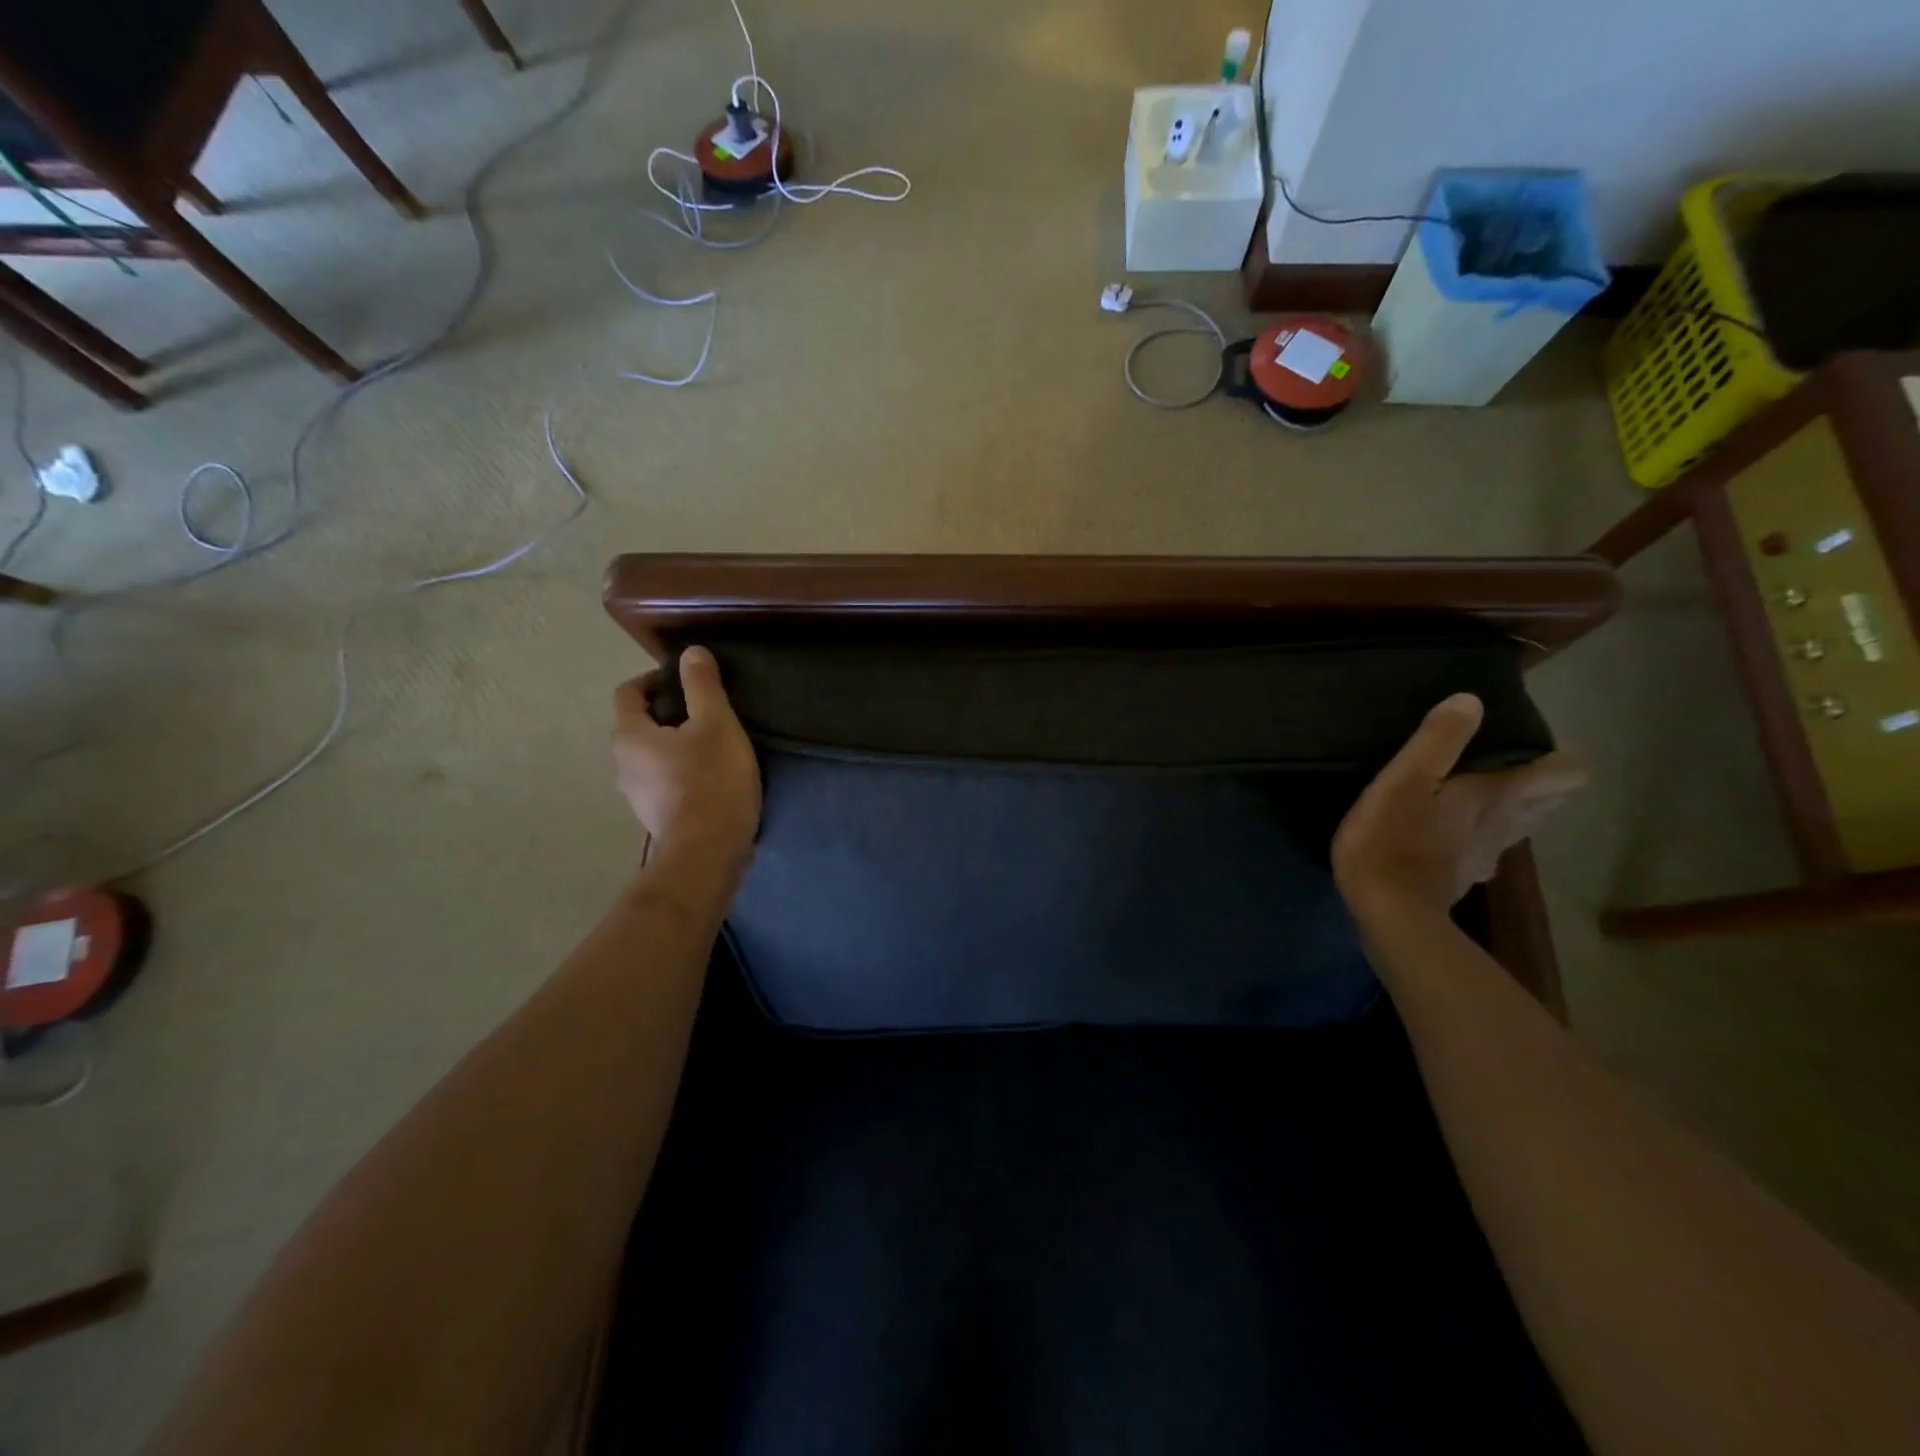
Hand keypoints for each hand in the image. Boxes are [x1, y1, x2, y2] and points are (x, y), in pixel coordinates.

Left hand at [612, 647, 760, 860]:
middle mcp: (622, 764)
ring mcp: (636, 794)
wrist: (708, 852)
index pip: (629, 693)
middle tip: (707, 712)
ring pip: (652, 755)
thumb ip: (702, 686)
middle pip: (639, 725)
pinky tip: (711, 777)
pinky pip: (663, 780)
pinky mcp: (655, 816)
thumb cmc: (711, 780)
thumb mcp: (716, 724)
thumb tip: (691, 652)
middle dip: (669, 713)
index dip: (654, 678)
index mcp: (630, 736)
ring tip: (713, 744)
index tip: (687, 680)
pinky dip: (681, 771)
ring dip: (676, 744)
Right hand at [1332, 693, 1585, 928]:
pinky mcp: (1462, 877)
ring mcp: (1486, 855)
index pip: (1563, 773)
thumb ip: (1438, 739)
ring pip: (1522, 826)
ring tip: (1489, 793)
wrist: (1386, 910)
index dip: (1560, 755)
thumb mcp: (1404, 779)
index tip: (1534, 741)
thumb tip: (1472, 700)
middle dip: (1541, 781)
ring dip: (1518, 809)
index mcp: (1498, 796)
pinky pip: (1489, 849)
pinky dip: (1485, 836)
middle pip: (1548, 801)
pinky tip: (1459, 835)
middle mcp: (1505, 825)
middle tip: (1509, 762)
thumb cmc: (1391, 837)